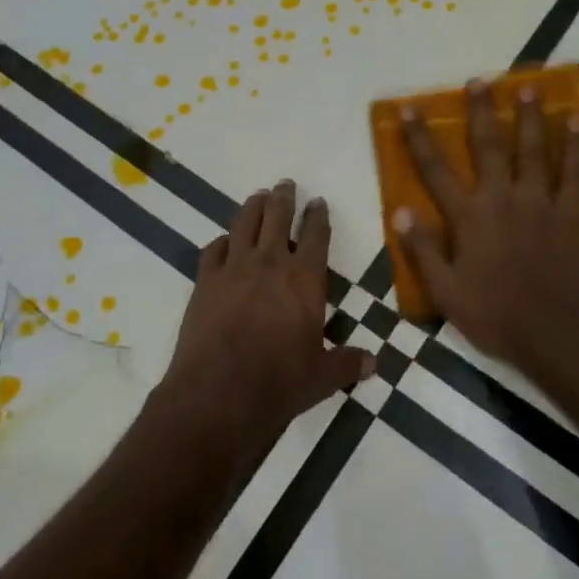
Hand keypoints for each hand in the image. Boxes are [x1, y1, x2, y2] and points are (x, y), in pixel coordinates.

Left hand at [157, 181, 373, 455]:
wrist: (219, 394)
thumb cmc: (279, 383)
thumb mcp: (322, 377)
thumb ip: (347, 364)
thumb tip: (373, 364)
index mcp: (305, 280)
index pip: (316, 237)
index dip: (318, 216)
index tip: (318, 201)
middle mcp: (270, 264)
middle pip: (277, 218)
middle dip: (284, 198)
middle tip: (286, 184)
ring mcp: (234, 269)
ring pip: (244, 224)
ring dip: (253, 206)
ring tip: (258, 196)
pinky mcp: (205, 282)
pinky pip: (213, 250)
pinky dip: (221, 241)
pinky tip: (224, 242)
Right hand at [395, 79, 578, 367]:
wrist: (554, 335)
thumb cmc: (493, 315)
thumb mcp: (445, 290)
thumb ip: (422, 249)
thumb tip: (400, 211)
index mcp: (469, 217)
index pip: (436, 169)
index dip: (420, 137)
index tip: (411, 108)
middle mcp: (502, 198)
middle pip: (489, 145)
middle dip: (481, 111)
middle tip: (480, 80)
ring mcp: (541, 203)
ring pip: (534, 150)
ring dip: (530, 117)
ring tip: (529, 88)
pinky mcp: (571, 215)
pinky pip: (575, 173)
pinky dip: (577, 146)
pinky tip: (578, 122)